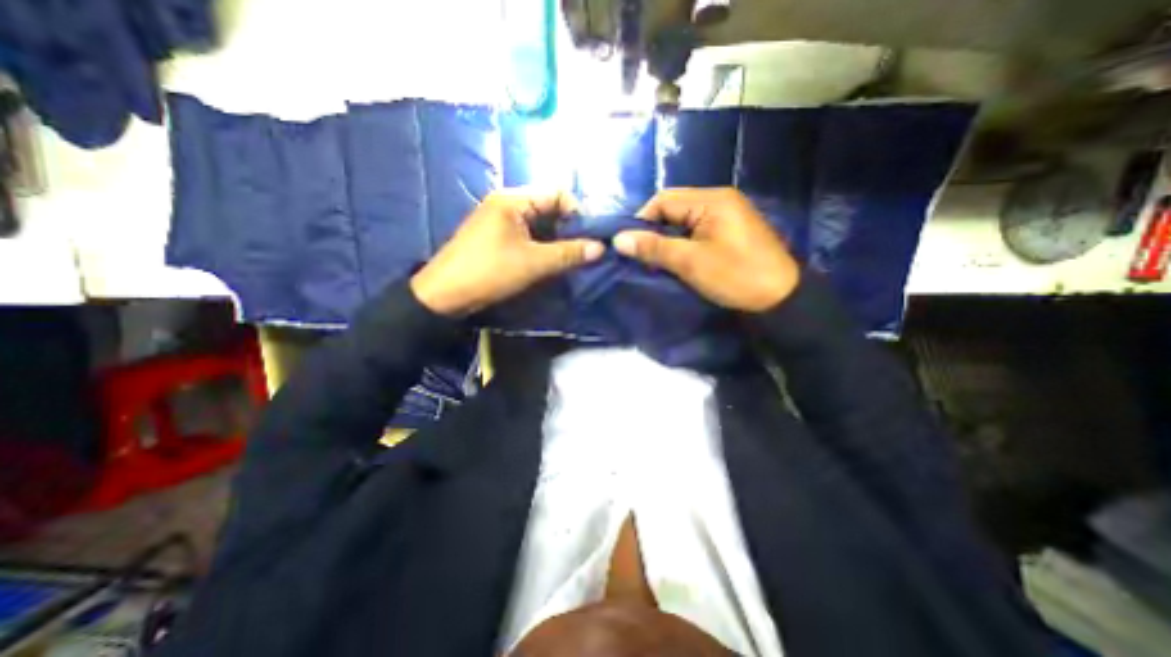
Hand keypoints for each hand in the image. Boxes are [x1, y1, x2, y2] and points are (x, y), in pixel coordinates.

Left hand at [409, 191, 603, 314]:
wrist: (445, 295)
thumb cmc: (489, 272)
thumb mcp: (533, 263)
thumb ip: (568, 253)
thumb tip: (601, 248)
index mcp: (513, 199)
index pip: (557, 193)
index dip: (577, 213)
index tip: (590, 237)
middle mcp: (508, 203)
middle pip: (549, 207)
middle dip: (568, 228)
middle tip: (583, 250)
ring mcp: (501, 220)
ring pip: (540, 223)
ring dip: (557, 239)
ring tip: (570, 258)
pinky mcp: (498, 236)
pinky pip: (529, 235)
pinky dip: (543, 245)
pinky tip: (551, 261)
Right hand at [615, 187, 796, 313]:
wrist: (781, 298)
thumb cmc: (735, 276)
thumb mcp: (691, 262)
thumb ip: (654, 248)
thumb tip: (618, 239)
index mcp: (712, 199)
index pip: (663, 200)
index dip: (642, 221)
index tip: (632, 247)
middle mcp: (719, 199)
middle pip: (674, 207)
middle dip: (655, 231)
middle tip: (645, 256)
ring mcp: (727, 213)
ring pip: (684, 219)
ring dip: (668, 238)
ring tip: (660, 260)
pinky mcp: (730, 229)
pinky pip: (697, 229)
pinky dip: (683, 242)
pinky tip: (679, 259)